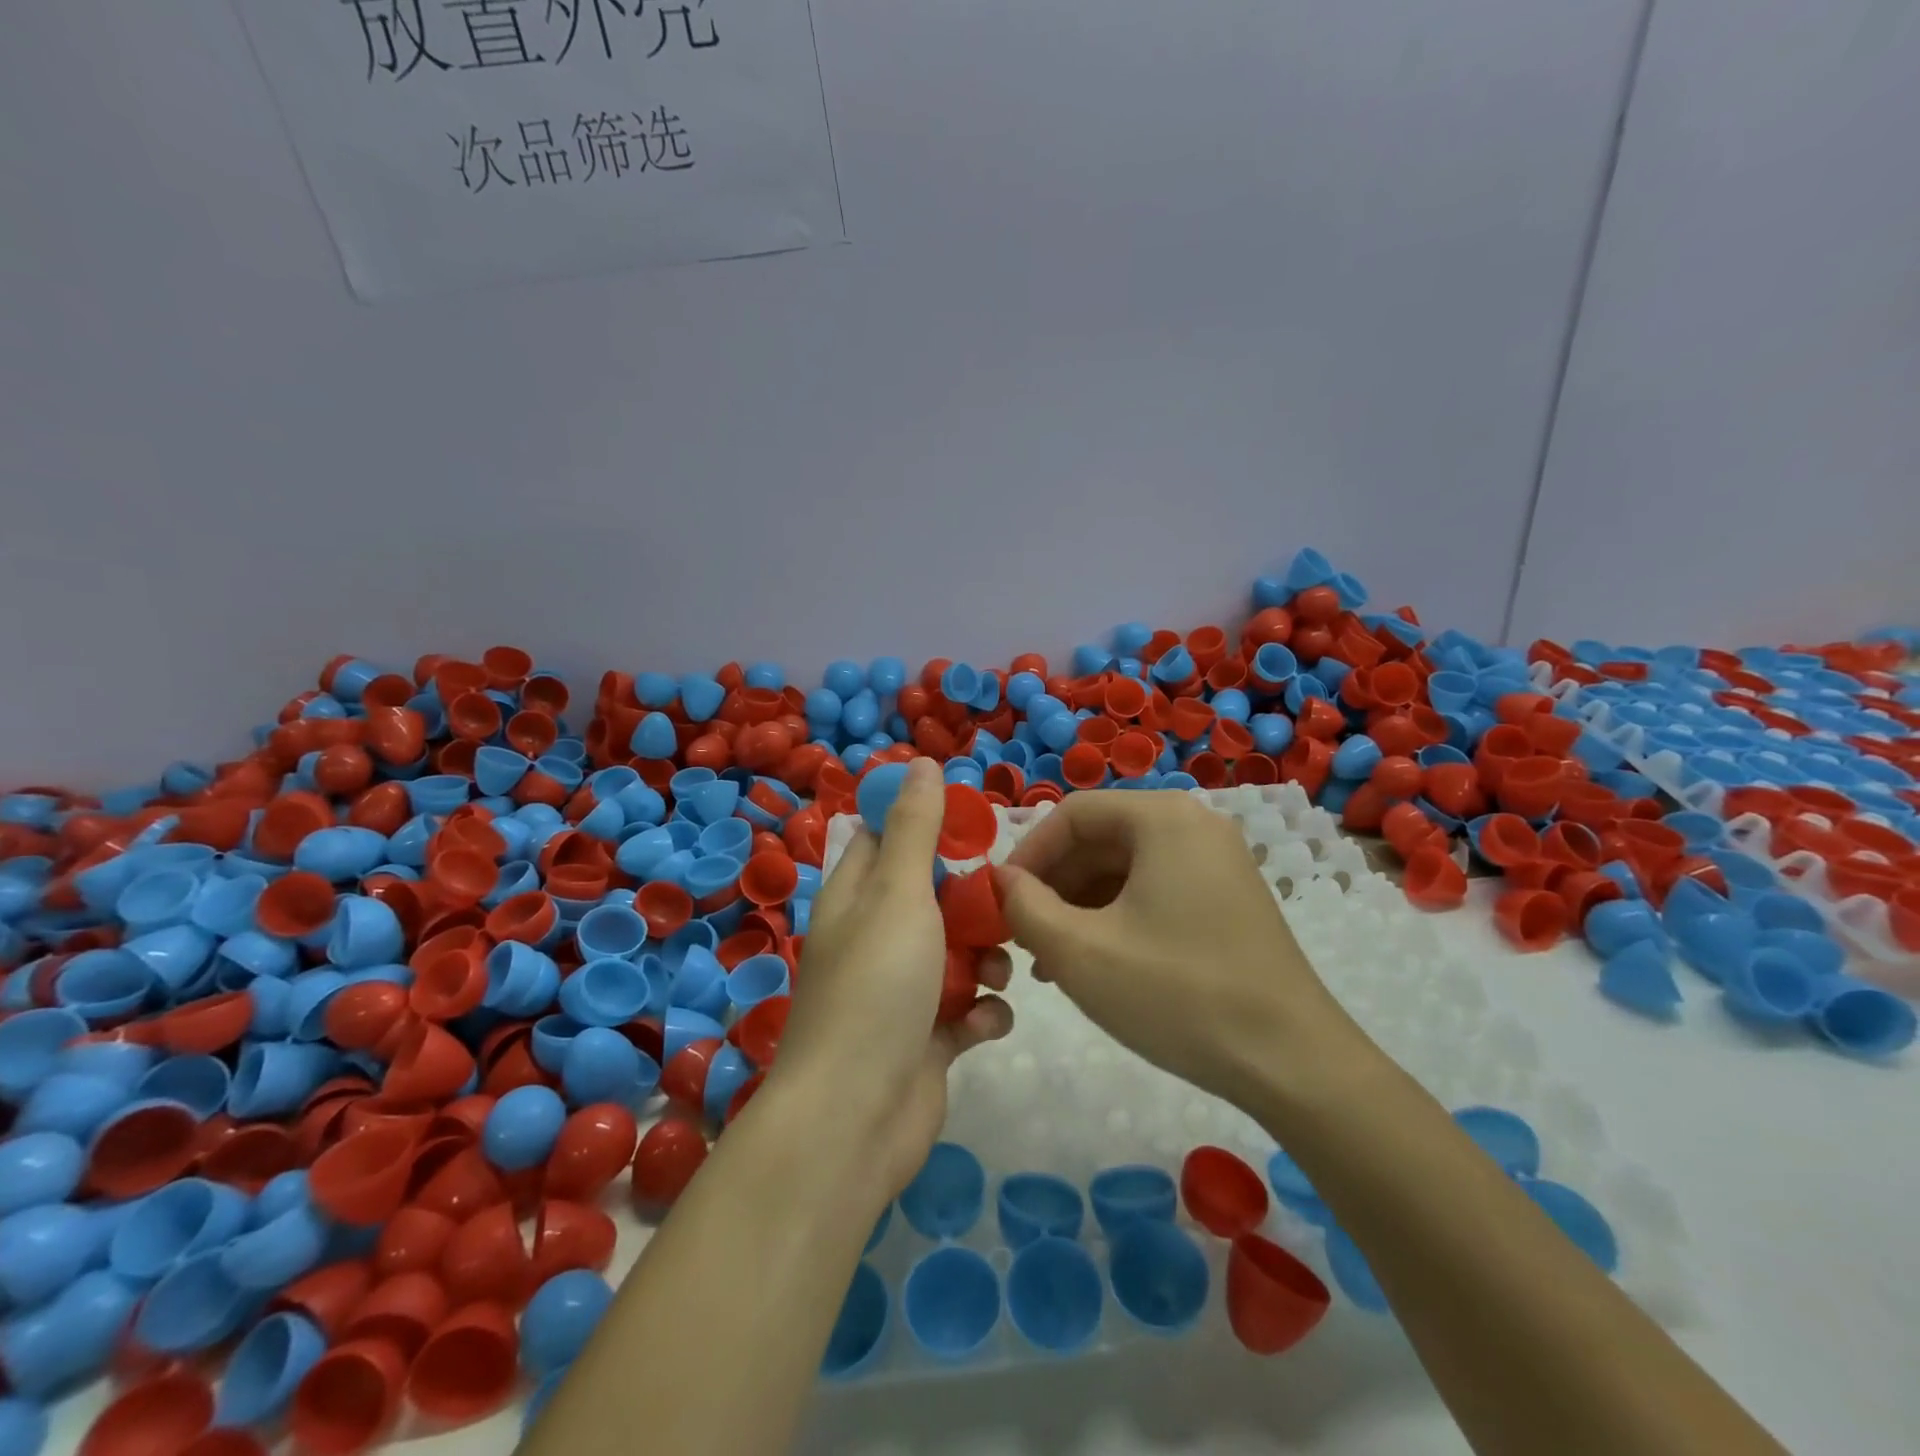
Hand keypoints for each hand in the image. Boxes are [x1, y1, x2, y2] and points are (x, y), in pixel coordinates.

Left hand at [774, 757, 1014, 1197]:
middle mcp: (876, 936)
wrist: (855, 1119)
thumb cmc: (877, 987)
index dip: (929, 821)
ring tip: (998, 969)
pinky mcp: (926, 1038)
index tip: (977, 822)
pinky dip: (982, 1013)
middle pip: (933, 894)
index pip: (887, 835)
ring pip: (958, 952)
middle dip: (974, 897)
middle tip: (1007, 899)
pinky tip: (987, 1023)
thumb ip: (914, 829)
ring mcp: (900, 990)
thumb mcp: (898, 893)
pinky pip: (967, 1010)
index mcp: (857, 895)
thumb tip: (920, 762)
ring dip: (986, 957)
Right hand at [994, 791, 1356, 1107]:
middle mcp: (1194, 824)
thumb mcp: (1080, 952)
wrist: (1292, 1063)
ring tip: (1050, 959)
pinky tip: (1095, 962)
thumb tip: (1001, 881)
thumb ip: (1024, 907)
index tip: (999, 901)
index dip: (1027, 854)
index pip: (1072, 814)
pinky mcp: (1228, 898)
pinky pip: (1155, 889)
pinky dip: (1116, 917)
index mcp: (1162, 818)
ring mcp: (1217, 861)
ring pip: (1125, 868)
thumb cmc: (1178, 994)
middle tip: (1022, 935)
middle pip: (1100, 838)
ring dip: (1080, 906)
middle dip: (1053, 885)